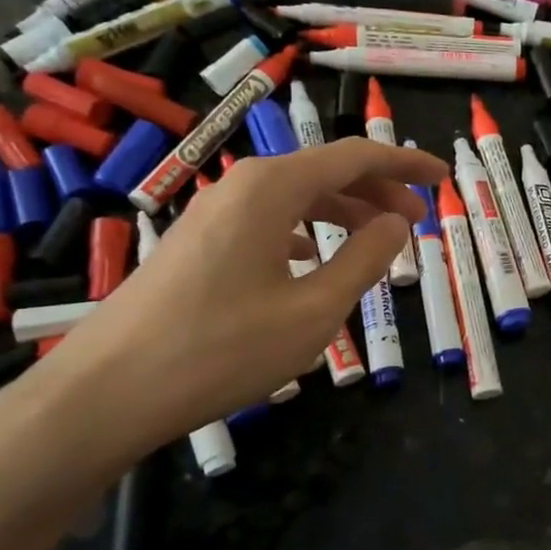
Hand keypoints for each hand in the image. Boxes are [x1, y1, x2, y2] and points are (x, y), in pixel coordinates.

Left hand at [51, 136, 445, 452]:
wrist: (107, 391)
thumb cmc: (222, 348)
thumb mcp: (314, 311)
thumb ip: (364, 261)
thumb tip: (396, 224)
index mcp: (273, 188)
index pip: (355, 157)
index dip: (405, 165)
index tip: (443, 179)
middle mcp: (242, 186)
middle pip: (325, 172)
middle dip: (378, 190)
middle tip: (419, 219)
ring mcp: (213, 214)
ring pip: (295, 197)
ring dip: (342, 212)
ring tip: (377, 242)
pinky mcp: (197, 243)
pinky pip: (267, 221)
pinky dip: (304, 231)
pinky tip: (311, 258)